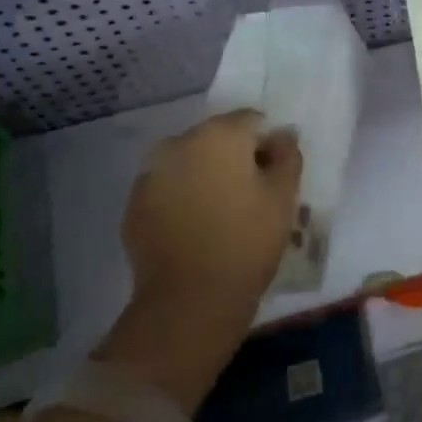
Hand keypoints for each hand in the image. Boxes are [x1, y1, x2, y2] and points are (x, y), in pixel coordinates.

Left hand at [98, 111, 302, 409]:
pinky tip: (196, 228)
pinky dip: (182, 197)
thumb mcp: (284, 196)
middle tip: (250, 196)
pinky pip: (168, 188)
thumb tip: (281, 135)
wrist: (190, 300)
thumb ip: (287, 155)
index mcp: (220, 134)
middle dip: (234, 158)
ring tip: (220, 213)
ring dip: (206, 176)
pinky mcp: (134, 205)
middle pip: (217, 137)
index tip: (273, 176)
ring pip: (189, 162)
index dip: (267, 145)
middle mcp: (179, 143)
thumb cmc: (248, 241)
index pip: (252, 121)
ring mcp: (151, 174)